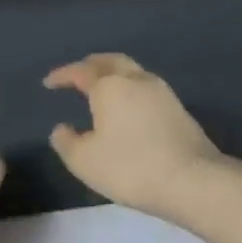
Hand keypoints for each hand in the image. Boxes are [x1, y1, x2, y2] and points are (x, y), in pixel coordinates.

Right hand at [44, 54, 223, 219]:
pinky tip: (126, 109)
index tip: (49, 83)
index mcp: (110, 86)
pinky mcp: (178, 110)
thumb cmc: (130, 167)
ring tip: (100, 91)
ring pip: (132, 72)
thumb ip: (66, 141)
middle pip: (110, 61)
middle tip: (76, 74)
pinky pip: (146, 89)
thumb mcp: (84, 161)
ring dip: (113, 76)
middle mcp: (137, 80)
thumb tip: (62, 128)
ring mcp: (162, 93)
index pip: (81, 72)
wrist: (192, 180)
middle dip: (90, 65)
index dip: (63, 75)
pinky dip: (129, 91)